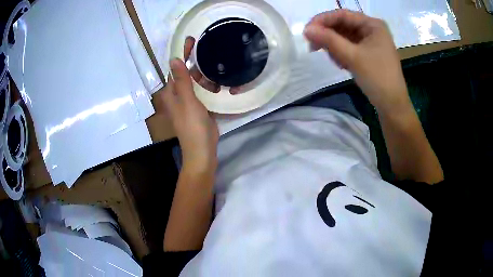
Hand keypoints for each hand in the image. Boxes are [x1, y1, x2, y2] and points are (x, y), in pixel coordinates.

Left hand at [160, 37, 218, 173]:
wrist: (203, 150)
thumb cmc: (192, 126)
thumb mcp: (187, 101)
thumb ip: (182, 80)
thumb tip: (173, 59)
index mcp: (172, 93)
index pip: (175, 68)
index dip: (182, 54)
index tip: (190, 40)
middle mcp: (179, 95)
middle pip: (186, 73)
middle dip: (196, 62)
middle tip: (210, 49)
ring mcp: (190, 101)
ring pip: (197, 82)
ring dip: (206, 74)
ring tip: (219, 64)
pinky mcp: (201, 107)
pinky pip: (204, 91)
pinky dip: (211, 86)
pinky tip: (221, 81)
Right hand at [304, 9, 409, 113]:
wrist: (392, 106)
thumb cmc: (377, 78)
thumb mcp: (352, 57)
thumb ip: (329, 40)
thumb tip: (306, 29)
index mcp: (373, 25)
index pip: (342, 15)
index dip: (322, 20)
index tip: (306, 30)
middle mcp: (372, 29)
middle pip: (343, 25)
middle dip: (329, 36)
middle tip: (313, 47)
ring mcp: (371, 42)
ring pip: (345, 37)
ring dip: (335, 47)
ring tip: (336, 61)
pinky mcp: (368, 53)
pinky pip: (350, 47)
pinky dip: (342, 53)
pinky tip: (342, 65)